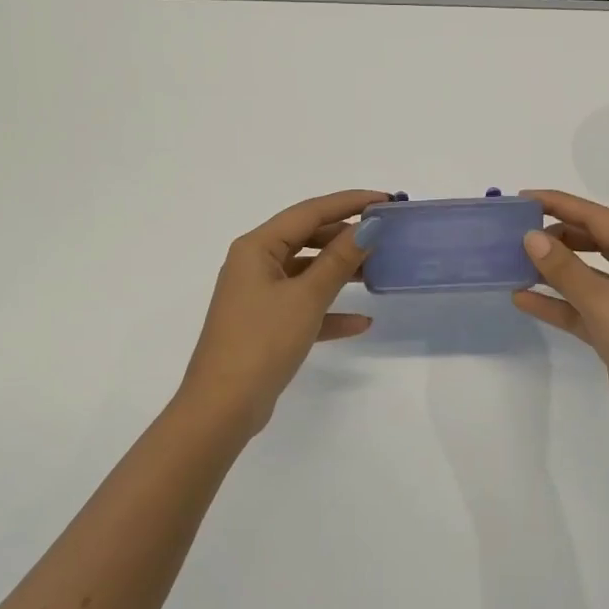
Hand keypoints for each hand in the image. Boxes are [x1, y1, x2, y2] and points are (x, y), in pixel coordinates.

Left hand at [177, 190, 388, 433]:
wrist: (223, 407)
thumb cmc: (262, 341)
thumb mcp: (306, 297)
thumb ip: (339, 259)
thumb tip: (369, 226)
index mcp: (257, 247)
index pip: (309, 211)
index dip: (349, 202)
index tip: (385, 200)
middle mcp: (255, 264)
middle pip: (307, 238)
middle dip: (346, 237)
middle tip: (385, 236)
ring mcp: (259, 295)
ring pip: (307, 272)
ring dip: (340, 272)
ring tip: (378, 272)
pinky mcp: (266, 324)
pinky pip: (303, 306)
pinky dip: (329, 310)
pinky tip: (361, 322)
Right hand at [511, 189, 608, 443]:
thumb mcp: (604, 301)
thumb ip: (565, 268)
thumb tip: (530, 237)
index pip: (598, 218)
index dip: (561, 205)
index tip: (524, 198)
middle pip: (592, 243)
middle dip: (556, 236)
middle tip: (517, 231)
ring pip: (584, 276)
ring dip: (552, 271)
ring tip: (513, 261)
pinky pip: (580, 308)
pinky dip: (555, 303)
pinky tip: (522, 298)